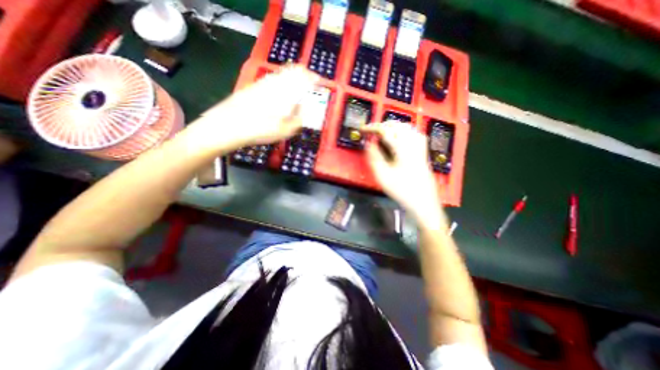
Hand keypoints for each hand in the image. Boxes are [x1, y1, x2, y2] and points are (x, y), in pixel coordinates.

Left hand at [188, 65, 319, 153]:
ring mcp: (262, 82)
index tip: (319, 84)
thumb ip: (300, 118)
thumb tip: (304, 109)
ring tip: (296, 95)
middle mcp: (274, 81)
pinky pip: (272, 81)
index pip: (303, 74)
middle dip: (303, 78)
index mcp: (286, 89)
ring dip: (292, 82)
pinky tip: (279, 98)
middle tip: (308, 89)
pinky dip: (281, 86)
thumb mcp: (287, 129)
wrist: (228, 125)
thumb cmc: (261, 129)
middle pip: (292, 70)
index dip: (313, 78)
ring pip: (282, 75)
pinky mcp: (253, 87)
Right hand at [363, 123, 444, 223]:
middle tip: (370, 132)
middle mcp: (413, 142)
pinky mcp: (423, 150)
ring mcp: (420, 145)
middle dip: (381, 125)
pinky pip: (412, 132)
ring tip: (380, 133)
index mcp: (403, 148)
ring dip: (391, 127)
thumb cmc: (401, 189)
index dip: (372, 128)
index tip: (362, 129)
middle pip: (396, 125)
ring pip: (405, 127)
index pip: (386, 130)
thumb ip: (374, 156)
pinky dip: (402, 130)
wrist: (423, 201)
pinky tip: (397, 136)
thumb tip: (369, 142)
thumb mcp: (382, 175)